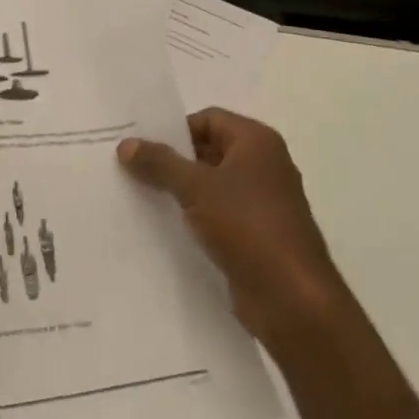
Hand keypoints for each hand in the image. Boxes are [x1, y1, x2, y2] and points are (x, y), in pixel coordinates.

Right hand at [119, 110, 348, 352]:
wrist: (292, 299)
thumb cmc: (247, 226)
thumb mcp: (196, 188)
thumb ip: (160, 163)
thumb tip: (126, 144)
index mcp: (257, 141)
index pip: (208, 119)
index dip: (174, 130)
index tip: (140, 147)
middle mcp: (264, 165)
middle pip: (210, 150)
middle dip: (173, 161)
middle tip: (132, 170)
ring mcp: (262, 202)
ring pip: (212, 185)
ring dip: (181, 191)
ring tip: (140, 197)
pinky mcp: (257, 235)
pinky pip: (219, 215)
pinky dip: (195, 217)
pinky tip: (165, 227)